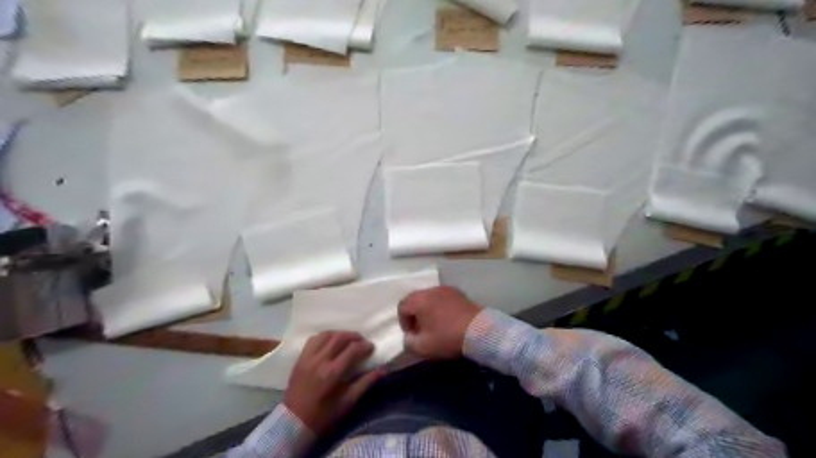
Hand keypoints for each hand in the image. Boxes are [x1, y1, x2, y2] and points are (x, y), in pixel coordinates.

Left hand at [285, 328, 386, 432]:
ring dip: (340, 334)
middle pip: (340, 337)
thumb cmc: (323, 415)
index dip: (365, 346)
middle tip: (361, 341)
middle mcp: (320, 360)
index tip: (371, 347)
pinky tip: (330, 342)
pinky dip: (325, 337)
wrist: (293, 422)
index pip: (352, 349)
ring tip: (347, 339)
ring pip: (326, 335)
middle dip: (354, 336)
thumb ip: (365, 384)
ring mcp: (308, 357)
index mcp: (332, 373)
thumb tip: (382, 370)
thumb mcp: (347, 403)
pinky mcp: (300, 358)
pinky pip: (314, 339)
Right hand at [398, 284, 479, 359]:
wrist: (479, 331)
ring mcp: (446, 289)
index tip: (413, 335)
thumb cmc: (447, 337)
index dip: (404, 322)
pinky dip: (441, 307)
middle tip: (422, 330)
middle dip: (415, 315)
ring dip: (428, 310)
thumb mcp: (423, 347)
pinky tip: (448, 320)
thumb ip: (408, 342)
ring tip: (436, 325)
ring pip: (429, 298)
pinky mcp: (459, 293)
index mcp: (419, 300)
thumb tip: (409, 337)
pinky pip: (443, 298)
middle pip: (415, 300)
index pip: (402, 306)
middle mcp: (431, 290)